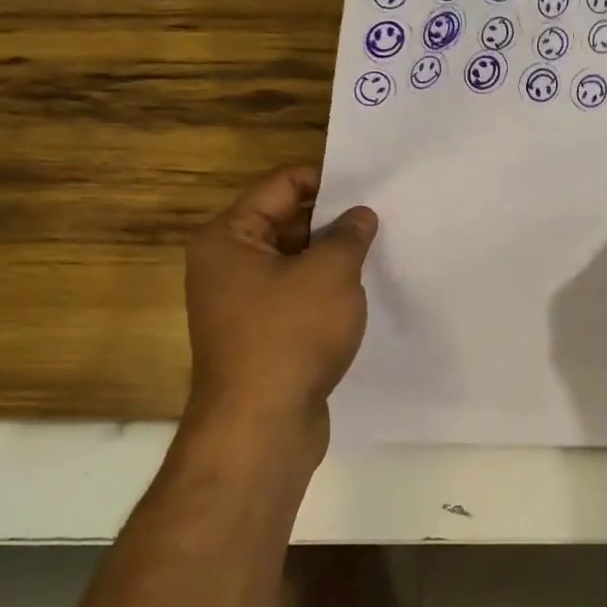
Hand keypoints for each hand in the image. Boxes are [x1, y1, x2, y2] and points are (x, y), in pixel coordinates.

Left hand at [182, 166, 377, 460]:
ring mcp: (240, 304)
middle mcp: (226, 265)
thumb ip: (349, 235)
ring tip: (378, 250)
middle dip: (332, 220)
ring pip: (293, 263)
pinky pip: (295, 297)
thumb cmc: (290, 334)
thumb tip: (360, 215)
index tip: (369, 185)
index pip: (281, 186)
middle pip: (285, 223)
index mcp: (228, 238)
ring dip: (330, 257)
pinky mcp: (260, 336)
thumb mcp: (331, 273)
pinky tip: (360, 292)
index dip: (326, 180)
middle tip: (380, 216)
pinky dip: (324, 291)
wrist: (261, 426)